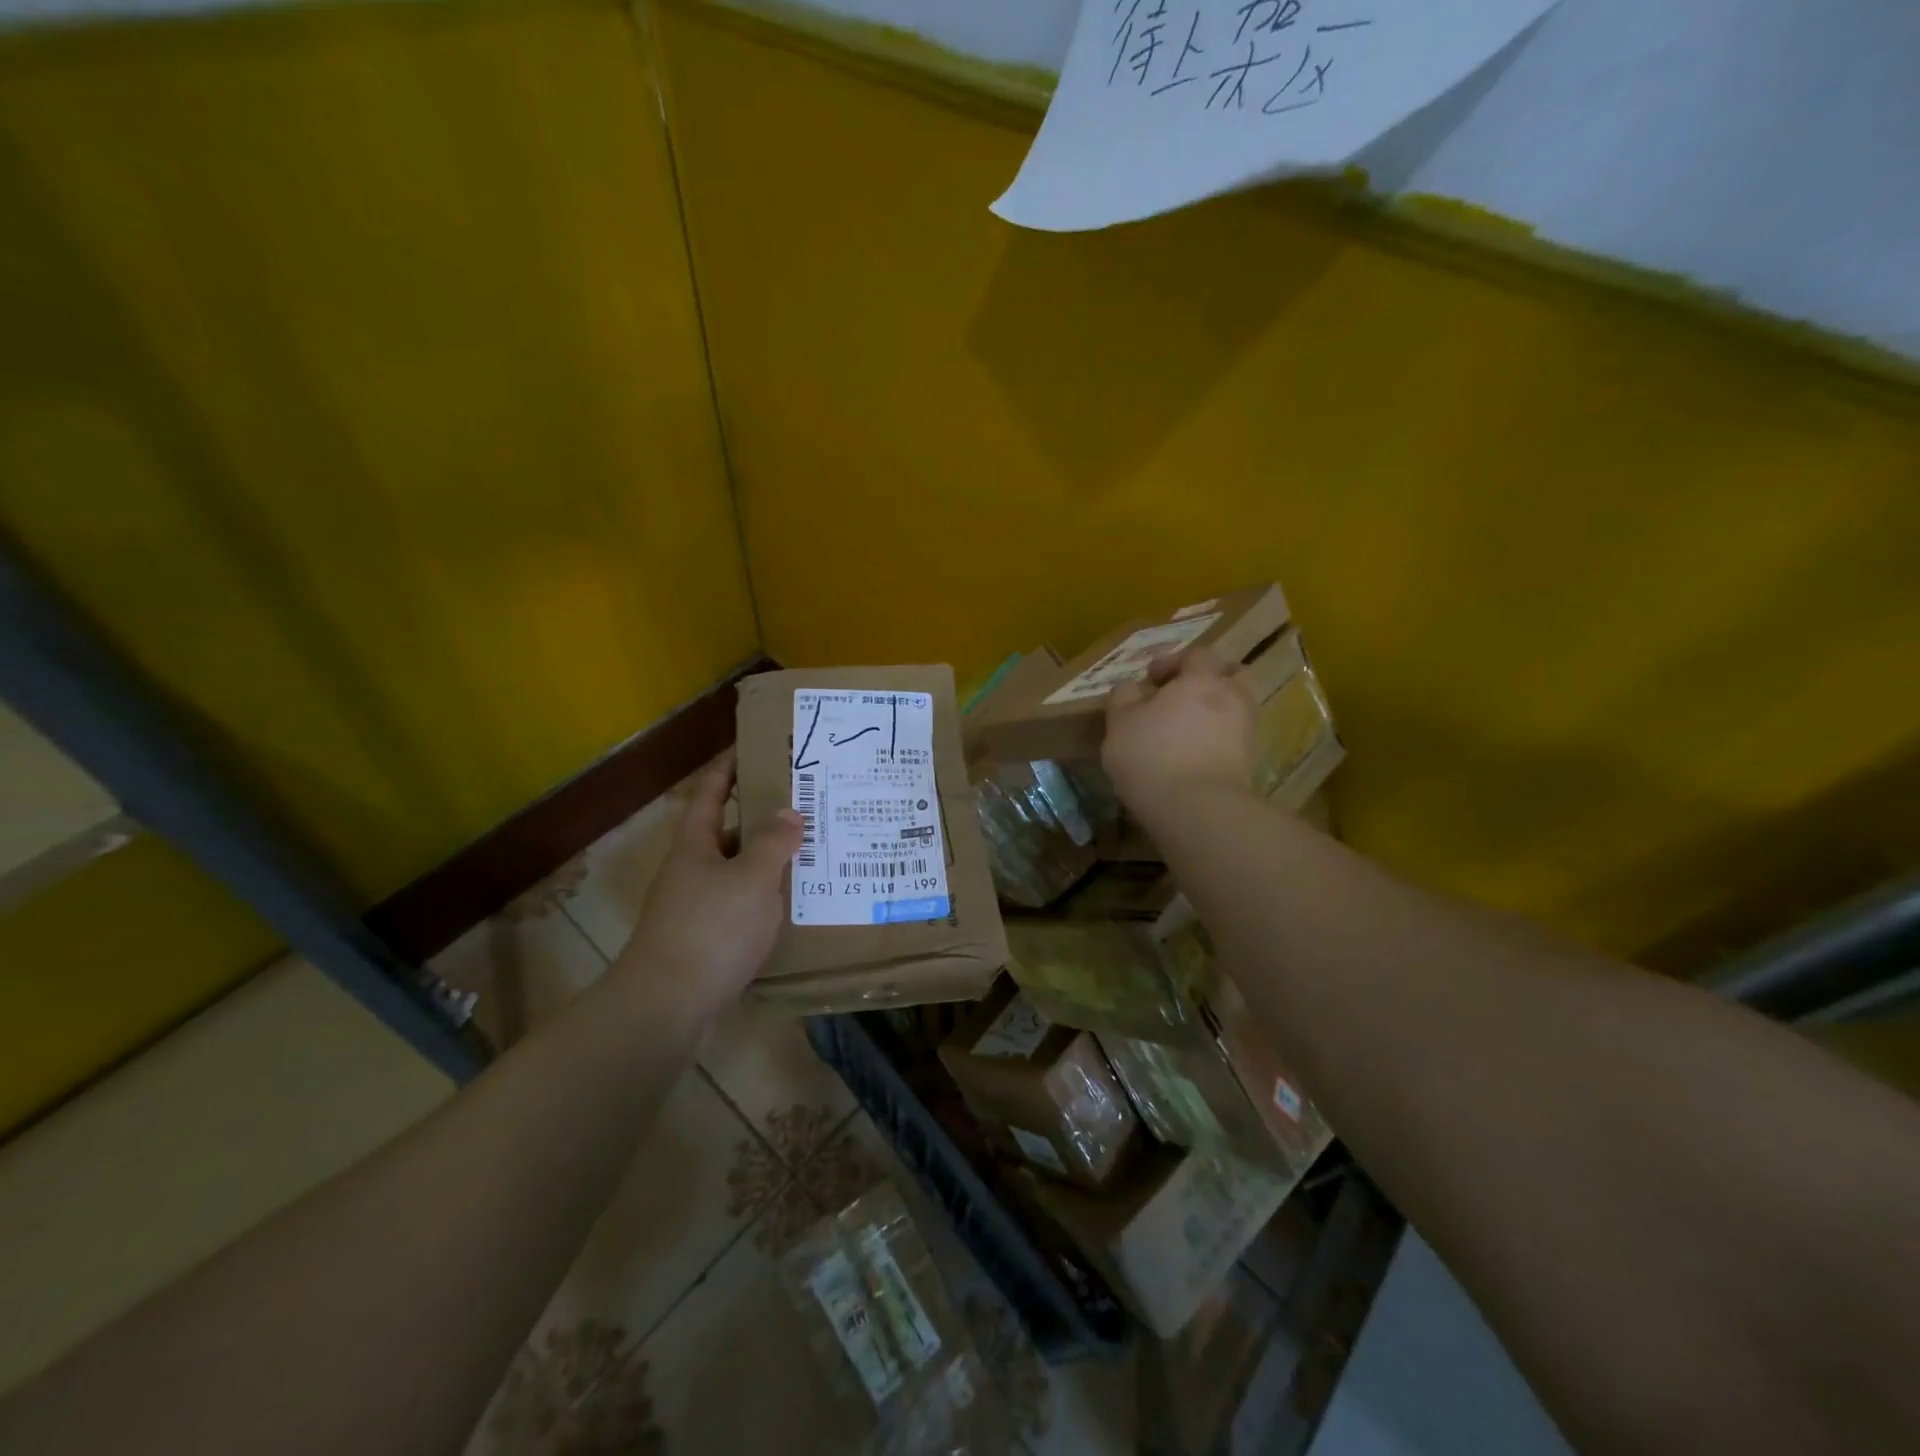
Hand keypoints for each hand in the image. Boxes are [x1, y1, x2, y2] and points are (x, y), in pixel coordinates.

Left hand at [610, 752, 803, 1018]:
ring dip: (768, 862)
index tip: (755, 747)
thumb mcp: (752, 878)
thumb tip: (788, 812)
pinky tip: (793, 904)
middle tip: (806, 806)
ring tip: (811, 852)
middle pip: (728, 832)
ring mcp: (695, 906)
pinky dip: (765, 899)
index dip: (730, 767)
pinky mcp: (705, 939)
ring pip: (737, 872)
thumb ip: (773, 842)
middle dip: (763, 818)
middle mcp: (691, 869)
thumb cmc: (712, 928)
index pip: (712, 792)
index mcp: (695, 843)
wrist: (668, 1005)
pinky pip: (740, 906)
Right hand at [1102, 647, 1258, 815]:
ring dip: (1215, 711)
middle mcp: (1232, 698)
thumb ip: (1124, 698)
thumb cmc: (1152, 756)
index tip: (1150, 679)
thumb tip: (1131, 689)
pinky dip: (1218, 740)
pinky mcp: (1250, 763)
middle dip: (1208, 680)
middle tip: (1182, 696)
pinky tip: (1195, 755)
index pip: (1196, 654)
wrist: (1198, 809)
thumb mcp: (1119, 723)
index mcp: (1201, 679)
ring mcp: (1246, 731)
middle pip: (1231, 675)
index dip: (1172, 661)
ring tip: (1187, 730)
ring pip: (1236, 708)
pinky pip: (1235, 739)